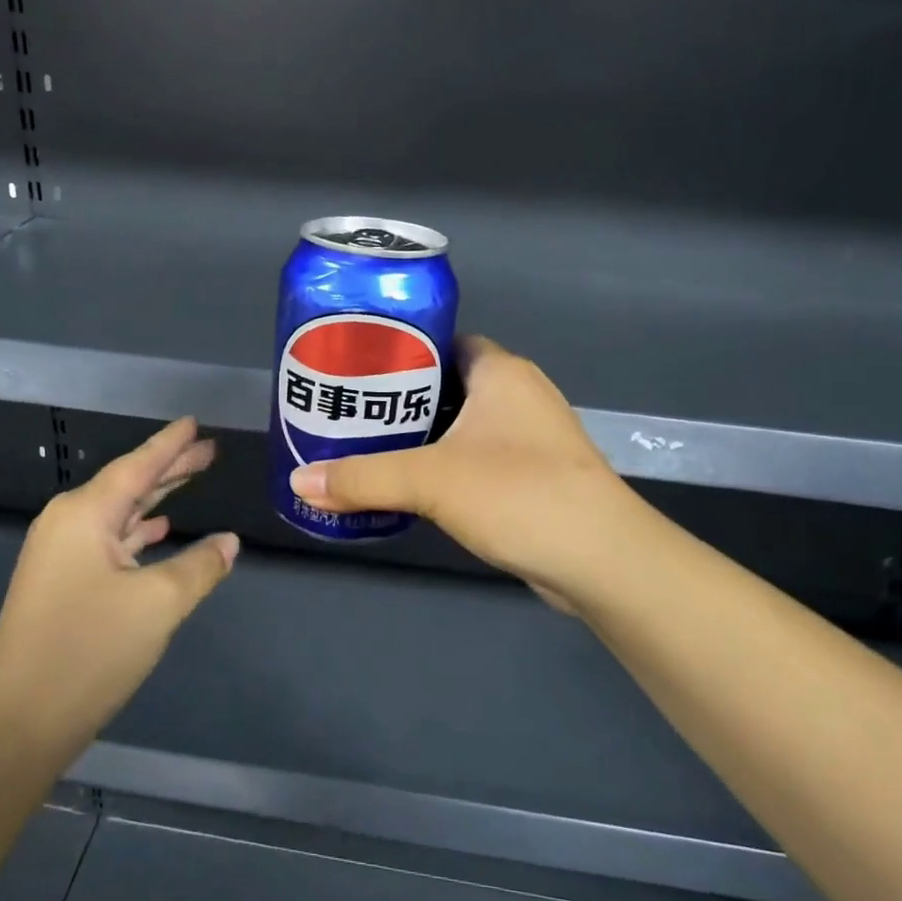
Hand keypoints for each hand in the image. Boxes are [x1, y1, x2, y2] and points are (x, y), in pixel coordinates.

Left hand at [0, 418, 237, 764]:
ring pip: (119, 513)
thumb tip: (229, 542)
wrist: (17, 725)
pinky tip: (160, 529)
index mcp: (84, 514)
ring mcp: (60, 555)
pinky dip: (138, 531)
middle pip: (128, 484)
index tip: (194, 422)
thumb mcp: (158, 604)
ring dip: (156, 498)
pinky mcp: (61, 584)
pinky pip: (108, 541)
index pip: (137, 466)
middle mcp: (67, 524)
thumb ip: (200, 566)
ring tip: (191, 479)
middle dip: (170, 468)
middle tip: (209, 450)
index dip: (170, 444)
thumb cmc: (89, 651)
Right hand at [289, 336, 645, 612]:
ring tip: (370, 446)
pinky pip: (478, 456)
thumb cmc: (518, 493)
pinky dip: (446, 464)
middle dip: (403, 396)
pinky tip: (413, 485)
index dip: (402, 348)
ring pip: (463, 423)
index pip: (443, 340)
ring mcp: (531, 436)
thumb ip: (363, 478)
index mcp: (501, 371)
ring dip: (424, 434)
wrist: (602, 560)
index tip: (358, 366)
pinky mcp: (534, 475)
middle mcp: (519, 394)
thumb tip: (299, 482)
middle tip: (352, 410)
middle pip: (448, 382)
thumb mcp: (431, 480)